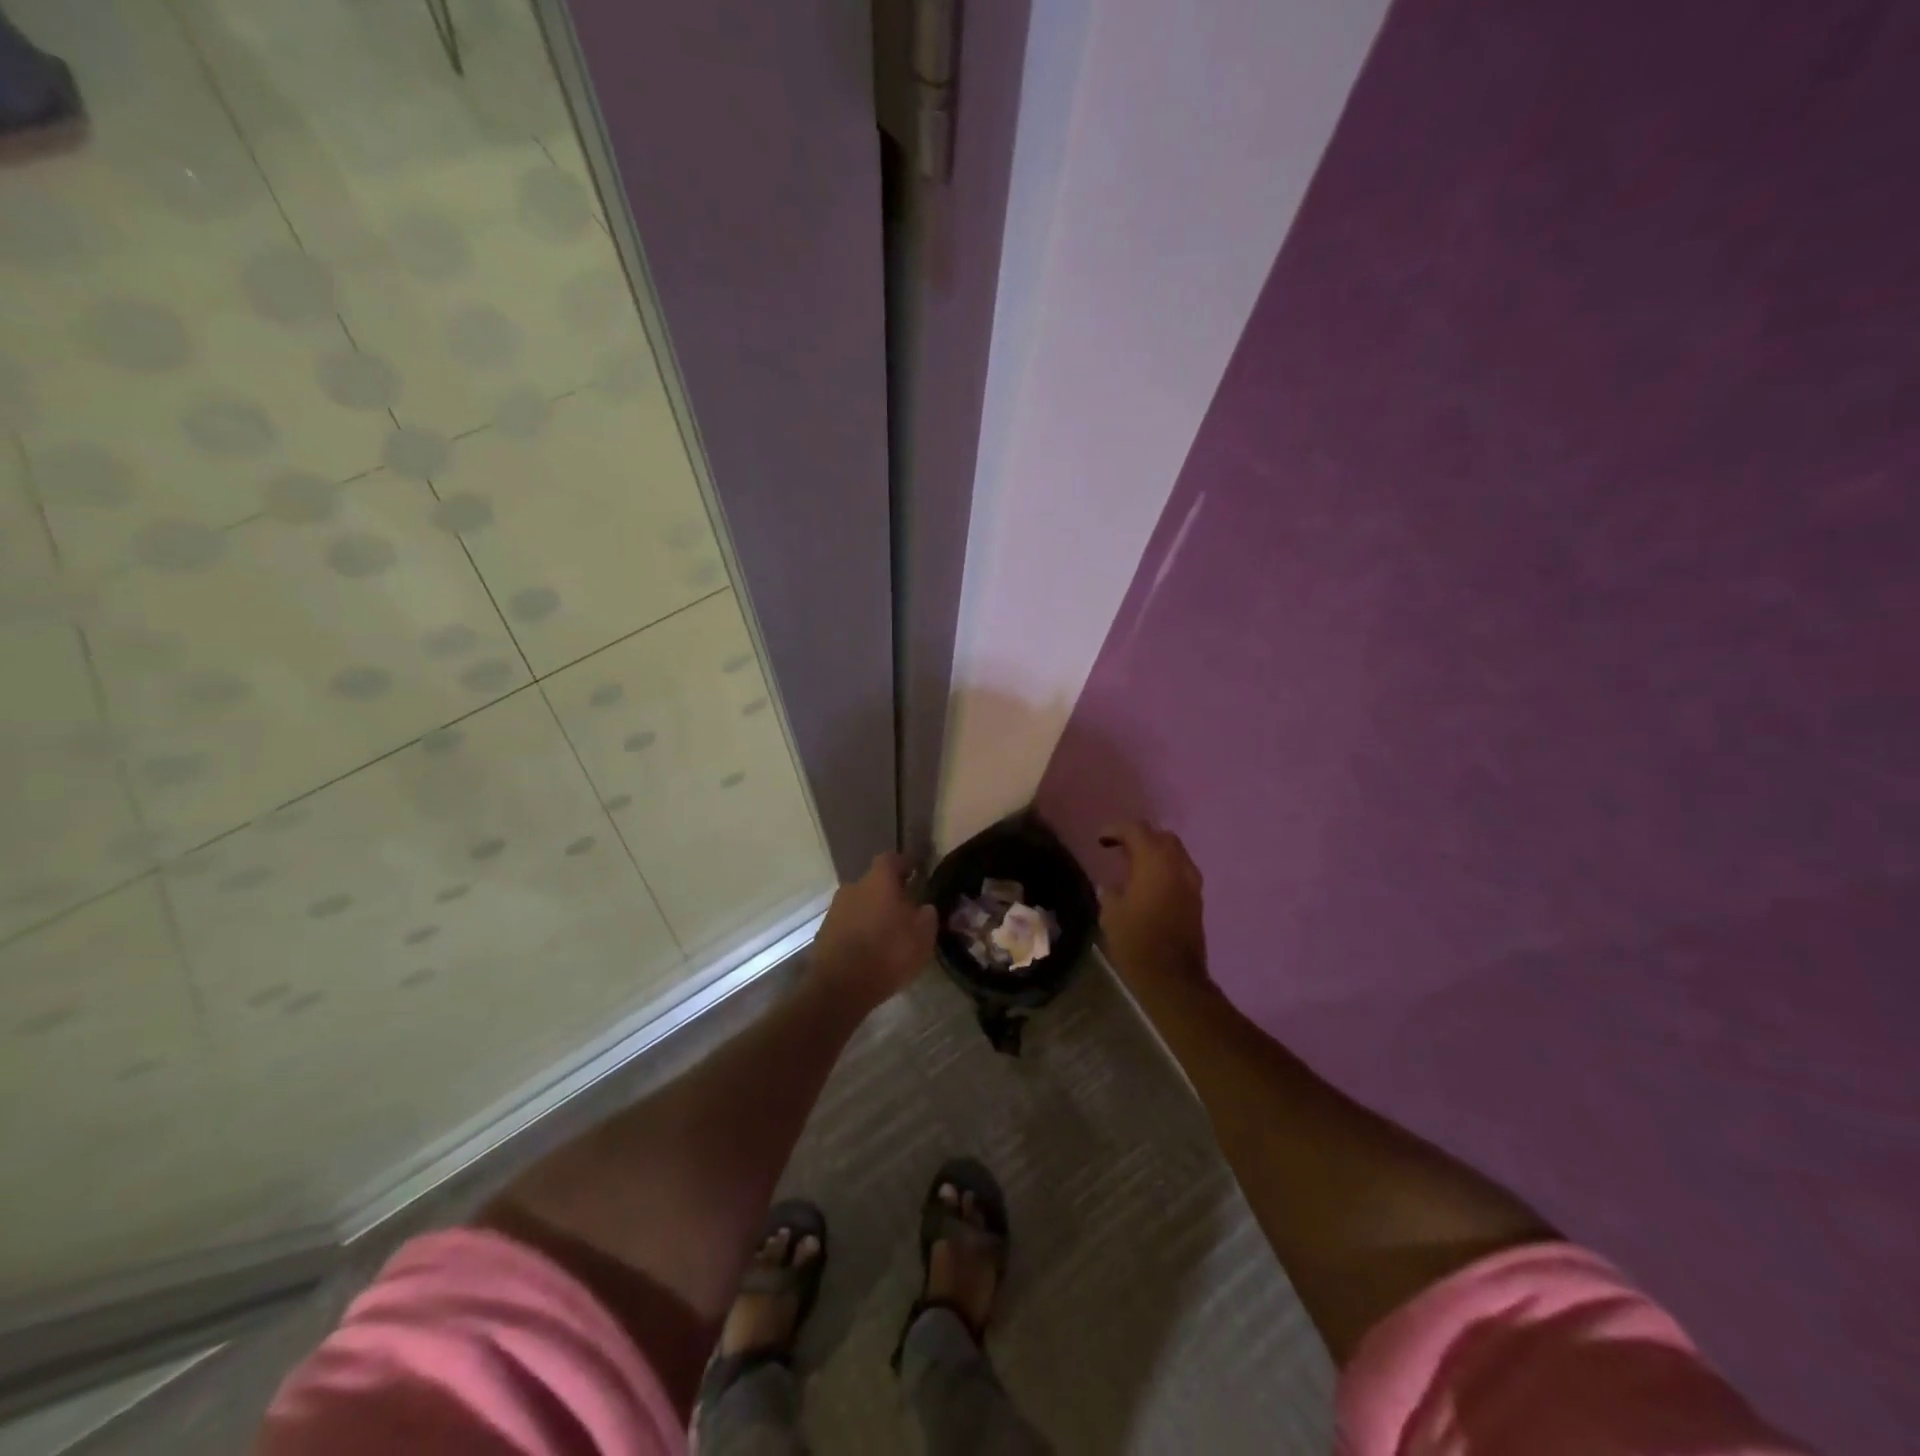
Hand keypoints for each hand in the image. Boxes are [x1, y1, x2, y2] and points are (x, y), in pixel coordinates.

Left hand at [812, 853, 936, 1008]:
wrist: (839, 988)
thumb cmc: (887, 954)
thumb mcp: (922, 937)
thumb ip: (927, 916)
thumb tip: (924, 907)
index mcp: (878, 881)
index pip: (891, 859)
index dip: (903, 864)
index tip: (915, 873)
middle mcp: (853, 888)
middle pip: (873, 883)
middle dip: (888, 893)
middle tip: (904, 911)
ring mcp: (835, 910)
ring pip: (859, 904)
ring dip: (872, 913)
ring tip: (887, 934)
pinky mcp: (824, 932)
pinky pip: (848, 924)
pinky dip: (859, 931)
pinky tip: (869, 950)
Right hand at [1097, 821, 1208, 987]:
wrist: (1173, 978)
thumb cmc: (1136, 942)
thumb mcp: (1111, 913)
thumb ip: (1111, 891)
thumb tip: (1112, 885)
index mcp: (1154, 862)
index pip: (1137, 830)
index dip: (1116, 829)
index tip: (1101, 840)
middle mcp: (1178, 865)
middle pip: (1161, 836)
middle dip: (1139, 837)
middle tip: (1118, 848)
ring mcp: (1192, 882)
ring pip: (1174, 853)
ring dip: (1154, 852)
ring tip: (1132, 865)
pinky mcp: (1197, 899)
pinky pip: (1180, 870)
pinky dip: (1164, 868)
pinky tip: (1147, 883)